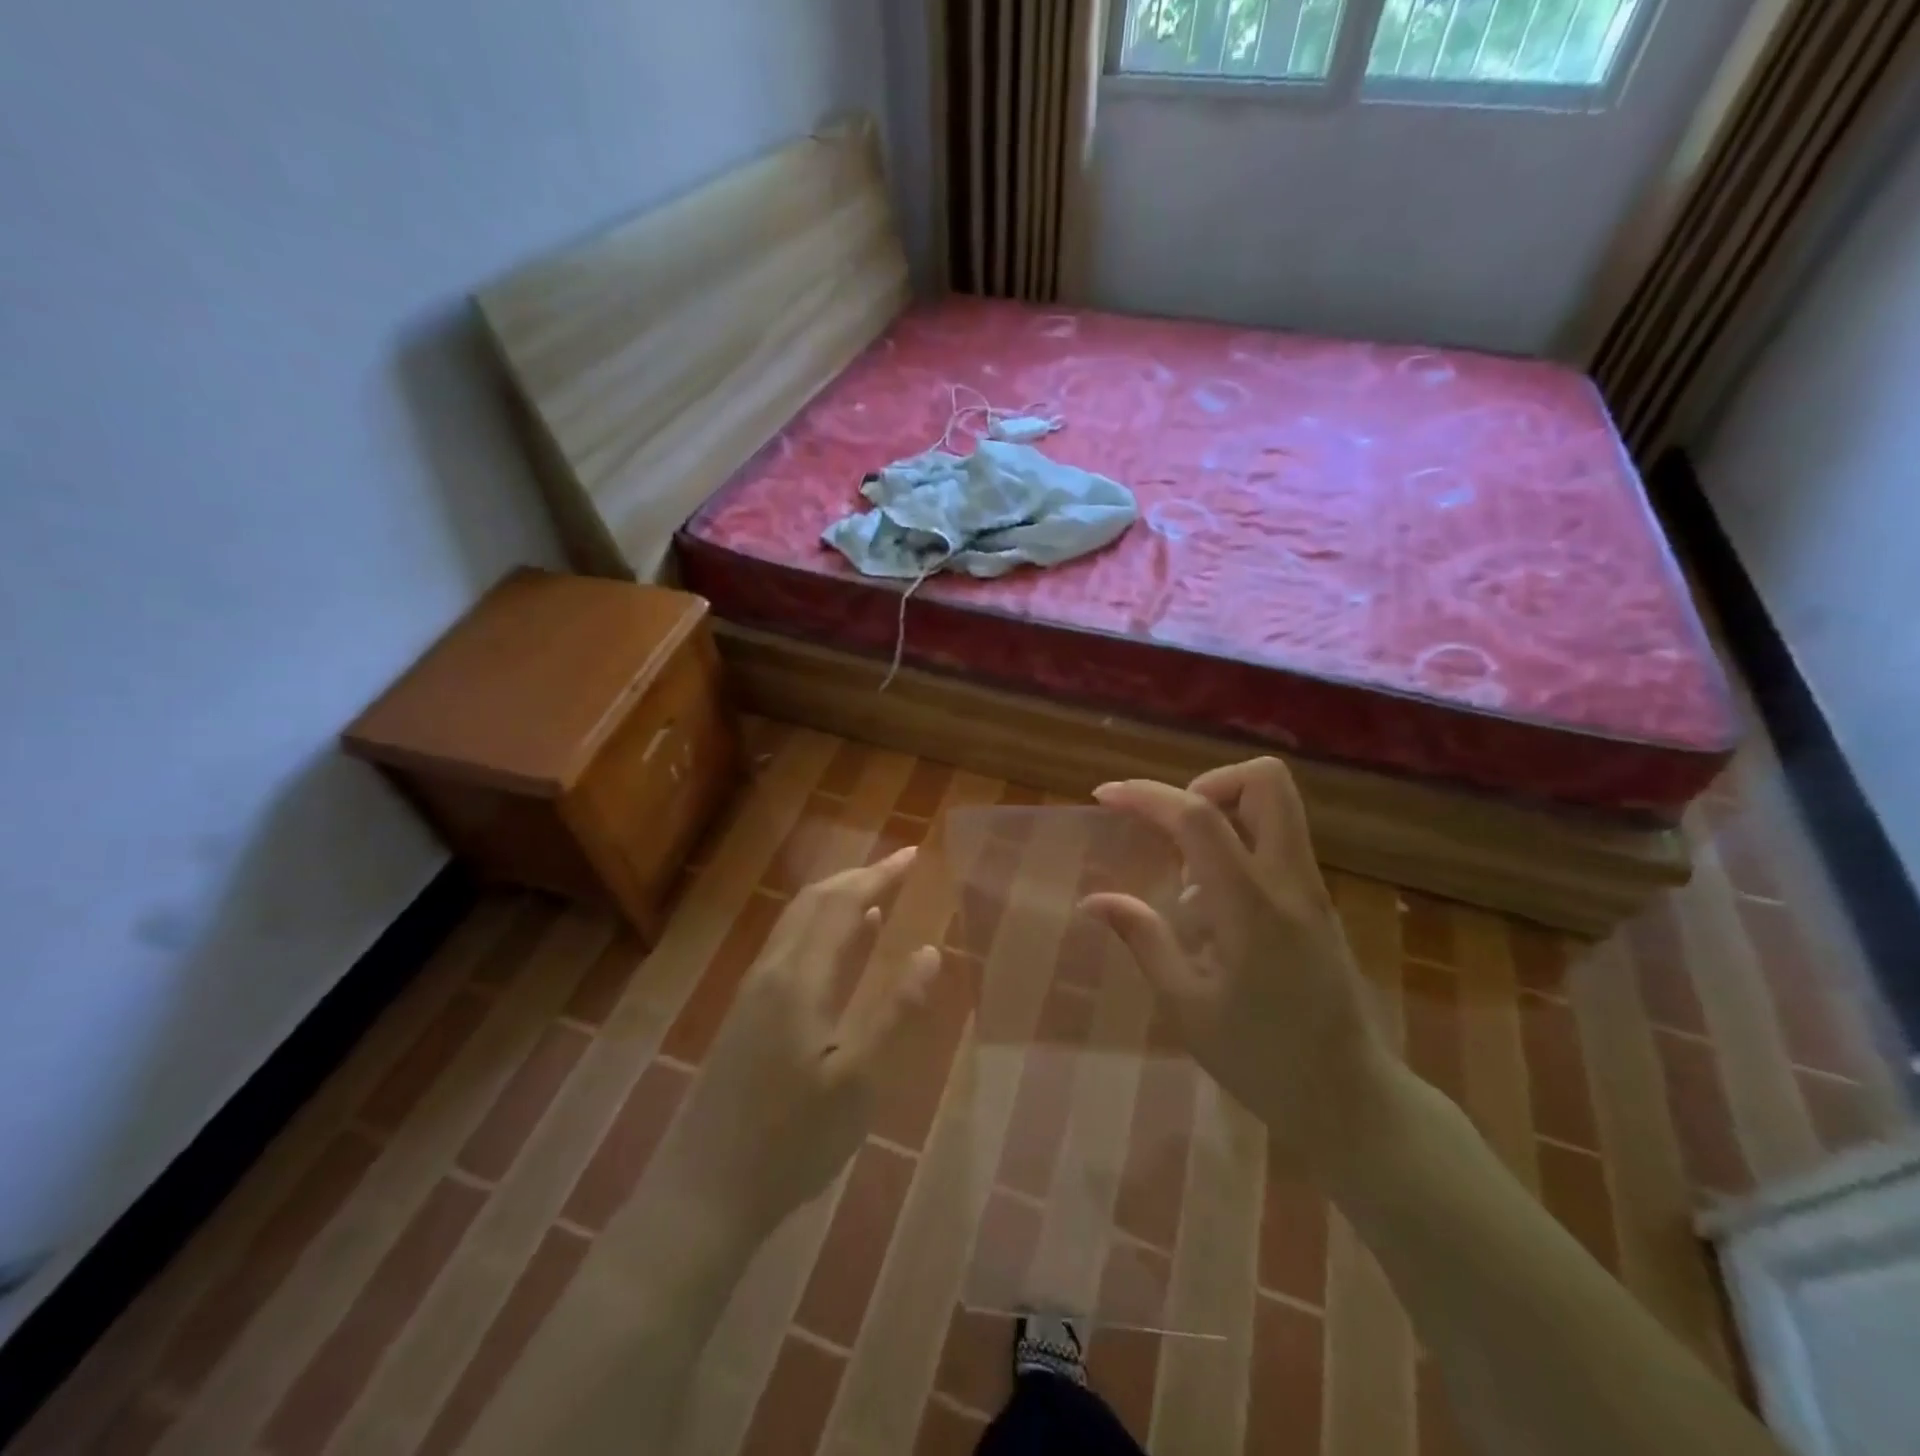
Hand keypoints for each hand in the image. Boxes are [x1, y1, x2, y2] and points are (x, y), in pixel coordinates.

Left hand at [652, 847, 941, 1243]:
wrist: (704, 1195)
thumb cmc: (791, 1142)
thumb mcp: (857, 1082)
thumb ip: (894, 1011)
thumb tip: (929, 951)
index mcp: (797, 980)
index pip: (841, 904)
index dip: (878, 875)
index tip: (913, 855)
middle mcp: (769, 973)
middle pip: (812, 903)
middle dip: (857, 877)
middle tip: (900, 867)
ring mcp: (750, 994)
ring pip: (795, 923)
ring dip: (836, 900)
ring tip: (877, 895)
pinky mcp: (744, 1016)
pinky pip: (787, 948)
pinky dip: (820, 930)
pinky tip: (841, 949)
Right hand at [1081, 758, 1402, 1175]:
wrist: (1351, 1098)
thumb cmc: (1262, 1059)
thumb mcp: (1187, 1005)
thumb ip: (1143, 939)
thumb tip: (1093, 900)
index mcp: (1252, 907)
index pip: (1200, 818)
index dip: (1147, 796)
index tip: (1105, 796)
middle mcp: (1291, 882)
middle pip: (1267, 781)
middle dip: (1206, 782)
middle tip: (1169, 826)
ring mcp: (1312, 888)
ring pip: (1277, 804)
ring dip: (1223, 809)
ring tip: (1185, 868)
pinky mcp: (1318, 901)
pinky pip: (1278, 838)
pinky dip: (1238, 839)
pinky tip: (1211, 900)